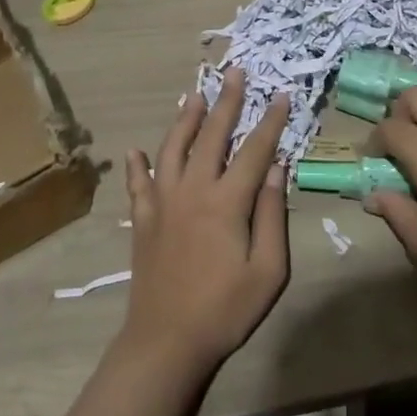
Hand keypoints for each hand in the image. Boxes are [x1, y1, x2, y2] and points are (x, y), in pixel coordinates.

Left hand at [121, 69, 290, 382]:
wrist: (166, 343)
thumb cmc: (225, 310)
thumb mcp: (268, 270)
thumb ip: (272, 214)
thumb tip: (277, 167)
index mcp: (226, 201)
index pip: (254, 150)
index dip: (271, 121)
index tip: (282, 94)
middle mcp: (193, 190)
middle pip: (212, 135)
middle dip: (227, 101)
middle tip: (235, 72)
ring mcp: (163, 202)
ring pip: (173, 148)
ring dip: (185, 119)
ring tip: (194, 95)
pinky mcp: (143, 220)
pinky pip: (138, 185)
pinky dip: (136, 165)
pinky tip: (134, 152)